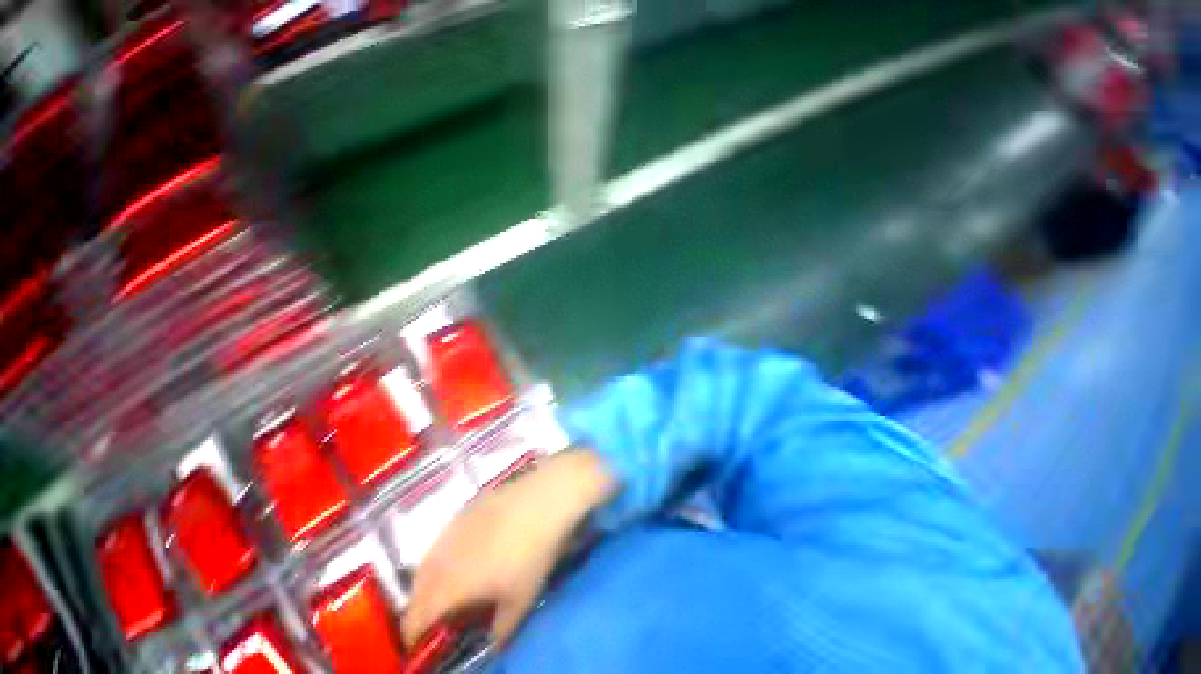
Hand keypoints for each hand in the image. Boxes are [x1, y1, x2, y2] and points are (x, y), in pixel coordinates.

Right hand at [402, 450, 616, 646]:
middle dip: (418, 603)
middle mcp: (444, 554)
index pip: (418, 615)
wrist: (545, 499)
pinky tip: (460, 549)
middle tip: (429, 614)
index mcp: (451, 584)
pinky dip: (444, 549)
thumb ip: (502, 628)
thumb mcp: (521, 599)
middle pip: (418, 585)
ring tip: (441, 584)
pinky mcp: (470, 505)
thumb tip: (493, 642)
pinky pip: (445, 533)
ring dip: (428, 575)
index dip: (413, 632)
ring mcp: (456, 525)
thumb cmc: (533, 553)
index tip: (417, 642)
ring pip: (429, 556)